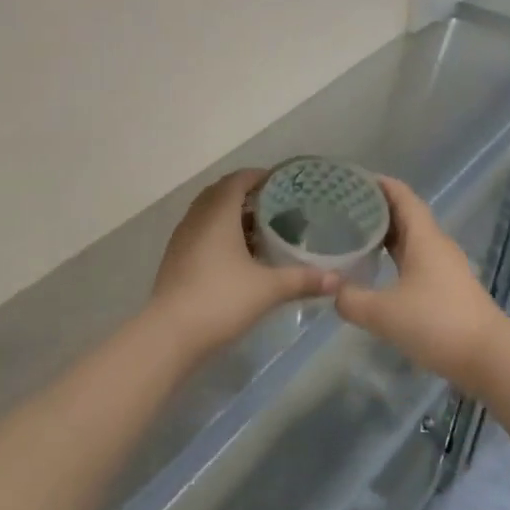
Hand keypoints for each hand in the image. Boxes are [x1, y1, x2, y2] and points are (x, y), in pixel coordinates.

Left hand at [146, 169, 336, 361]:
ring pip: (208, 214)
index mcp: (218, 213)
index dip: (258, 176)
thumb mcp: (268, 289)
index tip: (281, 183)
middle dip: (245, 195)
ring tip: (259, 231)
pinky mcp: (175, 259)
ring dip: (230, 215)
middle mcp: (197, 218)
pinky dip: (218, 234)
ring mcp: (182, 239)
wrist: (170, 334)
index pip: (237, 180)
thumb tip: (338, 280)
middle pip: (220, 194)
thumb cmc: (221, 299)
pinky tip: (237, 257)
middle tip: (274, 206)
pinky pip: (200, 233)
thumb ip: (303, 280)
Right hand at [334, 177, 507, 392]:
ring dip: (386, 235)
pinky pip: (417, 260)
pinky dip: (395, 257)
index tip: (351, 179)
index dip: (378, 184)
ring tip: (354, 236)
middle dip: (376, 208)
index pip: (401, 196)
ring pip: (412, 240)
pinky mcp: (448, 289)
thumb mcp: (383, 313)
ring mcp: (445, 267)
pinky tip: (378, 271)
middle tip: (342, 208)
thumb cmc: (436, 323)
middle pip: (406, 215)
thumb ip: (352, 299)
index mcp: (424, 238)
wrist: (489, 357)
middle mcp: (436, 245)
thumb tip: (333, 291)